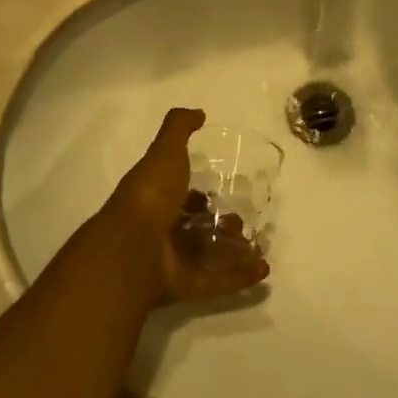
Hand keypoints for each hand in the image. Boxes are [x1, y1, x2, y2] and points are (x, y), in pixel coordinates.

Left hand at [93, 108, 268, 307]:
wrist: (132, 247)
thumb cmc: (150, 194)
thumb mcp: (165, 150)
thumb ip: (179, 127)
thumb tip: (199, 112)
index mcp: (155, 196)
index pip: (180, 193)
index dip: (200, 190)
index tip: (224, 188)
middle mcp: (160, 228)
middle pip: (195, 225)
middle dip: (221, 222)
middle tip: (246, 218)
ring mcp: (171, 260)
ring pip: (207, 254)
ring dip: (235, 250)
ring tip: (262, 242)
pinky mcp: (184, 285)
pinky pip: (216, 281)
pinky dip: (240, 276)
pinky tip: (264, 268)